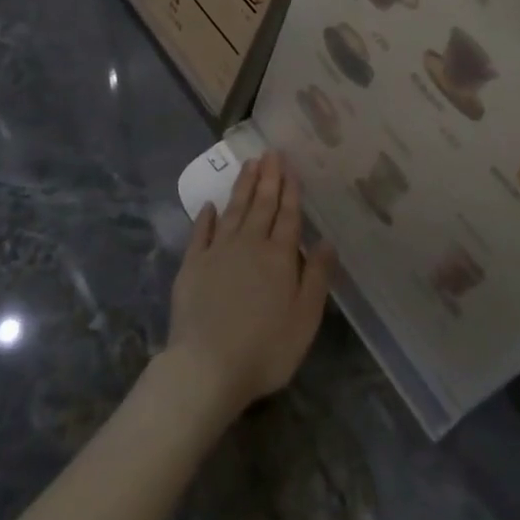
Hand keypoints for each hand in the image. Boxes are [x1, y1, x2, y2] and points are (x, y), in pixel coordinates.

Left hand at [164, 151, 335, 421]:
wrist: (207, 366)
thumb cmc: (264, 349)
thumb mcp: (305, 319)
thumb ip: (317, 277)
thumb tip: (327, 241)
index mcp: (279, 257)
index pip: (287, 216)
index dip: (290, 191)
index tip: (289, 166)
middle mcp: (250, 244)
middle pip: (261, 205)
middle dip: (268, 178)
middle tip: (270, 152)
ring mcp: (218, 251)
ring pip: (234, 210)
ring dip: (243, 186)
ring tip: (249, 164)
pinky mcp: (192, 265)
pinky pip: (201, 232)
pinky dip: (207, 217)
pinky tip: (210, 205)